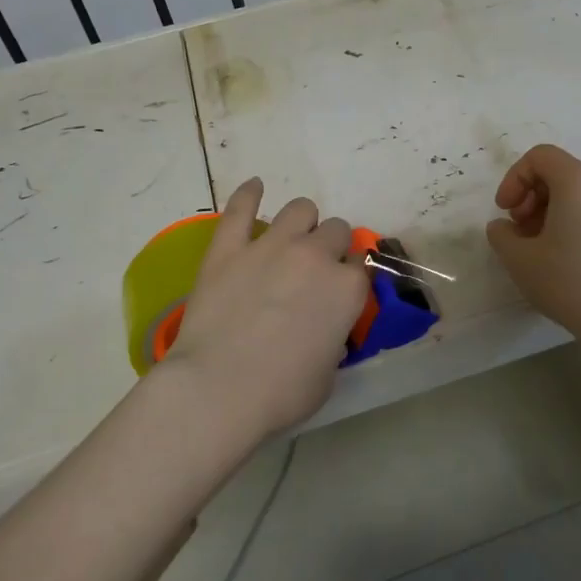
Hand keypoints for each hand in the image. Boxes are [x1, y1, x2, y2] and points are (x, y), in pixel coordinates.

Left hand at [161, 178, 370, 438]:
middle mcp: (315, 256)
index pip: (362, 265)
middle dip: (330, 247)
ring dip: (302, 223)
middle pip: (336, 230)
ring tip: (292, 239)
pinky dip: (248, 194)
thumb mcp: (328, 373)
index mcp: (347, 289)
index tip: (341, 292)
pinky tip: (254, 187)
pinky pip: (239, 208)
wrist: (218, 390)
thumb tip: (325, 328)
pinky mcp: (228, 248)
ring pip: (299, 209)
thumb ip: (334, 338)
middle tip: (314, 272)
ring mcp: (270, 246)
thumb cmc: (281, 393)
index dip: (352, 277)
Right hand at [486, 144, 580, 351]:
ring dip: (543, 210)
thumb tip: (503, 227)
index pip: (539, 156)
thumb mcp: (519, 258)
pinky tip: (555, 257)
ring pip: (571, 193)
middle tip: (517, 229)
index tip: (505, 211)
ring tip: (532, 247)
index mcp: (576, 181)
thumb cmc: (569, 280)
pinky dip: (564, 222)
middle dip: (528, 194)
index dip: (514, 178)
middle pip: (556, 171)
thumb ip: (501, 234)